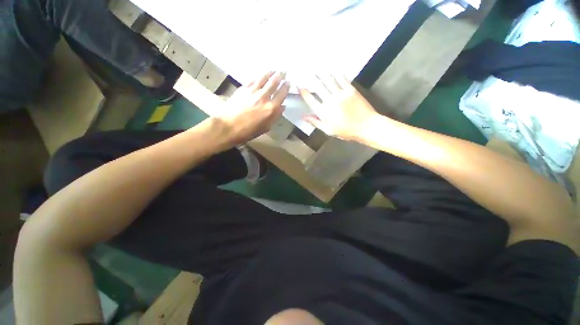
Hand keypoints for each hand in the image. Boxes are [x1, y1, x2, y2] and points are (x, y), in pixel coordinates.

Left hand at [216, 72, 289, 144]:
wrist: (228, 126)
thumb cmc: (249, 131)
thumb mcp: (266, 127)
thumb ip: (275, 116)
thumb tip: (282, 106)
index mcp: (271, 108)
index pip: (282, 94)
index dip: (286, 87)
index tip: (288, 82)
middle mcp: (263, 97)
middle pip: (273, 82)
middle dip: (280, 75)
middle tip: (283, 71)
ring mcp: (252, 91)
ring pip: (263, 78)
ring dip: (270, 73)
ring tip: (273, 70)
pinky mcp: (243, 88)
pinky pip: (253, 80)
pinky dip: (258, 78)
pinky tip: (260, 77)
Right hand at [298, 75, 377, 140]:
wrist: (366, 126)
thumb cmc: (345, 131)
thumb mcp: (328, 130)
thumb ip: (315, 122)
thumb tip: (303, 116)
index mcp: (323, 112)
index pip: (310, 99)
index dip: (303, 92)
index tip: (299, 86)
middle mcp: (330, 101)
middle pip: (318, 87)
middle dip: (311, 78)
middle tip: (307, 72)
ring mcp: (340, 94)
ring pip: (328, 81)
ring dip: (322, 74)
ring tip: (317, 68)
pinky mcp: (350, 90)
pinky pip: (341, 79)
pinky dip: (336, 74)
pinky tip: (333, 69)